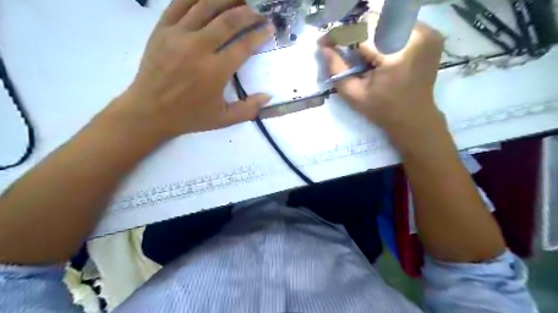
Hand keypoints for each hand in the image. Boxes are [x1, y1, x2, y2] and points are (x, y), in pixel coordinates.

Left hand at [110, 0, 272, 138]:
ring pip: (206, 6)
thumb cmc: (189, 116)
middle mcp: (199, 48)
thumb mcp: (223, 119)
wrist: (150, 111)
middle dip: (248, 13)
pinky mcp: (162, 29)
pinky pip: (180, 3)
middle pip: (229, 21)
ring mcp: (178, 35)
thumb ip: (248, 109)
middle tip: (258, 11)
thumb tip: (268, 96)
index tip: (269, 28)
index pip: (244, 45)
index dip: (259, 34)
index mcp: (215, 71)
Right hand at [323, 21, 445, 135]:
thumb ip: (336, 70)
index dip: (340, 34)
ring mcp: (427, 33)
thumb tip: (323, 48)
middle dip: (355, 33)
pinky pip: (400, 24)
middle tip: (344, 49)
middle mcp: (416, 36)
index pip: (361, 31)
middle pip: (374, 21)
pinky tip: (381, 50)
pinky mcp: (432, 33)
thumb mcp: (354, 95)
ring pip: (386, 20)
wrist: (414, 116)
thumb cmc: (382, 110)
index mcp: (395, 55)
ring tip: (364, 52)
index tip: (325, 42)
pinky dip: (385, 33)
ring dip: (370, 33)